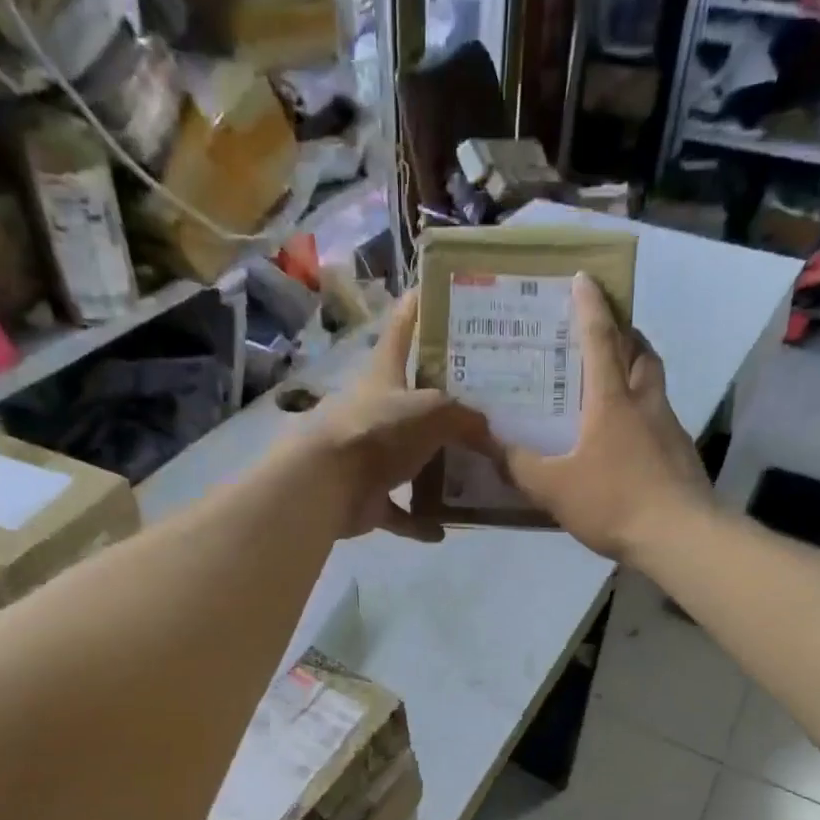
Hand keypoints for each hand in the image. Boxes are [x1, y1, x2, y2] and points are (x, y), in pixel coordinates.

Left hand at [305, 291, 490, 541]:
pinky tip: (443, 530)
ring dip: (436, 469)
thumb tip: (492, 435)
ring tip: (473, 472)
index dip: (415, 308)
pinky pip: (398, 511)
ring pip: (409, 459)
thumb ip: (466, 418)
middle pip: (414, 401)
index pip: (401, 331)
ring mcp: (369, 455)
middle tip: (486, 405)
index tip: (429, 289)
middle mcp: (376, 411)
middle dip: (445, 404)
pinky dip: (418, 522)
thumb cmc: (378, 430)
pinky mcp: (366, 496)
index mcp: (384, 376)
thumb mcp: (433, 411)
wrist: (327, 482)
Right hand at [502, 273, 713, 559]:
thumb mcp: (552, 487)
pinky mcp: (681, 455)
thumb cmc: (614, 502)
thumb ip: (516, 464)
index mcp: (611, 401)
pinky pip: (660, 418)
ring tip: (615, 379)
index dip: (591, 307)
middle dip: (626, 333)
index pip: (601, 340)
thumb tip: (481, 439)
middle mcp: (645, 404)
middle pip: (641, 353)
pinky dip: (643, 413)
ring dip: (638, 369)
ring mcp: (669, 429)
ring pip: (654, 385)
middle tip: (607, 329)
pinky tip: (628, 437)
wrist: (680, 536)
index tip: (585, 278)